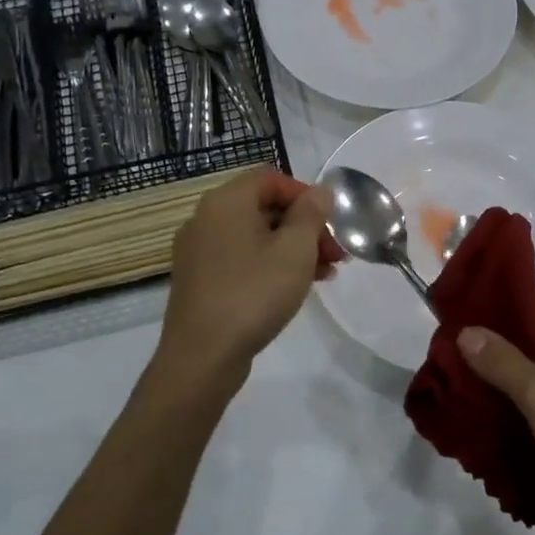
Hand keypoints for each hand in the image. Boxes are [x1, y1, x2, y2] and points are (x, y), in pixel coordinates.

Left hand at [156, 167, 339, 383]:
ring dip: (292, 248)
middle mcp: (206, 218)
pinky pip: (241, 258)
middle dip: (305, 226)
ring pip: (255, 236)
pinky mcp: (199, 280)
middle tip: (335, 253)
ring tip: (324, 274)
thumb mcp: (295, 250)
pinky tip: (294, 288)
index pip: (271, 178)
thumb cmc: (254, 293)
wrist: (202, 356)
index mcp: (226, 202)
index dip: (306, 195)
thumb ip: (311, 214)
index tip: (330, 223)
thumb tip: (319, 191)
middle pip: (264, 207)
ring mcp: (199, 251)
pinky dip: (270, 264)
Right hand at [458, 300, 534, 534]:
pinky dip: (522, 417)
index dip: (494, 309)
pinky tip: (489, 430)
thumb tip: (466, 330)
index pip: (533, 304)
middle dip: (491, 353)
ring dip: (503, 389)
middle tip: (447, 365)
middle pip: (532, 343)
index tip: (453, 321)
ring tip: (458, 397)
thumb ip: (504, 362)